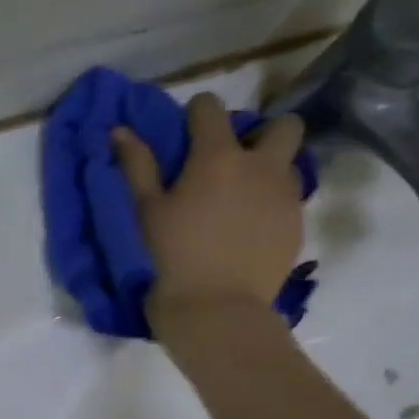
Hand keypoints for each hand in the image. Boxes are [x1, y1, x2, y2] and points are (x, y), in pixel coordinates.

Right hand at [111, 92, 305, 324]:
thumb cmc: (171, 257)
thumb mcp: (146, 211)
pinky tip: (249, 228)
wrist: (216, 311)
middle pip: (283, 125)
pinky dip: (272, 202)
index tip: (186, 133)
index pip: (212, 107)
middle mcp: (261, 166)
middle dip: (260, 132)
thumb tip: (121, 129)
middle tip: (233, 160)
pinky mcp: (297, 226)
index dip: (197, 113)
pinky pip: (290, 199)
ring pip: (291, 162)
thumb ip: (137, 165)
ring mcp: (286, 196)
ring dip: (270, 168)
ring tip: (243, 195)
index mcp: (218, 156)